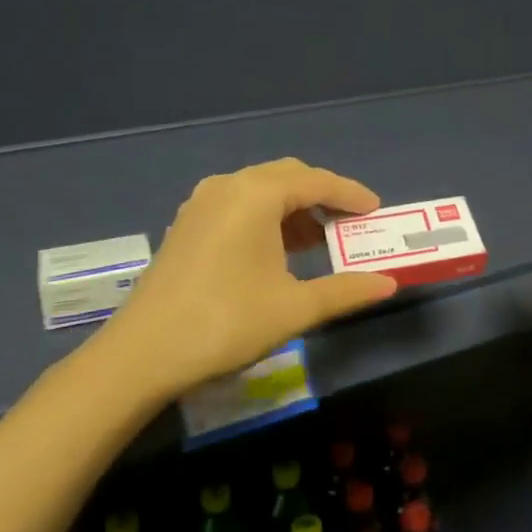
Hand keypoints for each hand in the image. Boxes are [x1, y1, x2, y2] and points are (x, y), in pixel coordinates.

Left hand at [89, 158, 398, 395]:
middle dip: (322, 196)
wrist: (142, 354)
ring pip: (260, 191)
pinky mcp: (186, 226)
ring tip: (318, 241)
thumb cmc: (226, 322)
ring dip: (293, 208)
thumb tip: (389, 284)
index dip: (350, 194)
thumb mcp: (294, 308)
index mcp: (255, 195)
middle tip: (349, 224)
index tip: (376, 210)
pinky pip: (238, 205)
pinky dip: (266, 218)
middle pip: (287, 177)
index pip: (316, 181)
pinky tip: (276, 252)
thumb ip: (345, 290)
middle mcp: (227, 187)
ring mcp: (201, 205)